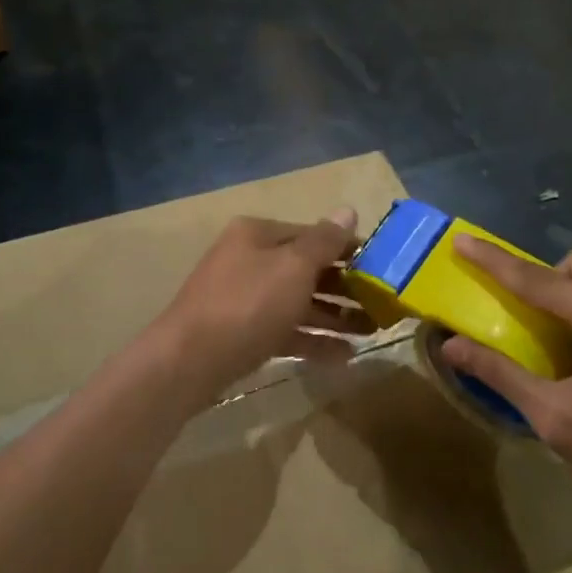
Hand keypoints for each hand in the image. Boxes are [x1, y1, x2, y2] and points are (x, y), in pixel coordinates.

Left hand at [144, 210, 371, 404]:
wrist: (188, 361)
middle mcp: (250, 260)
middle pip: (306, 269)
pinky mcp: (243, 334)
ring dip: (335, 316)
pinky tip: (345, 357)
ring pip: (299, 302)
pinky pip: (286, 331)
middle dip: (345, 287)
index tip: (382, 267)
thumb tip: (348, 211)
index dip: (348, 249)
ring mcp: (244, 299)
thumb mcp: (293, 267)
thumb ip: (324, 241)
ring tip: (372, 332)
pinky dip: (314, 341)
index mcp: (258, 235)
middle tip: (382, 305)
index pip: (312, 234)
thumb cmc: (247, 303)